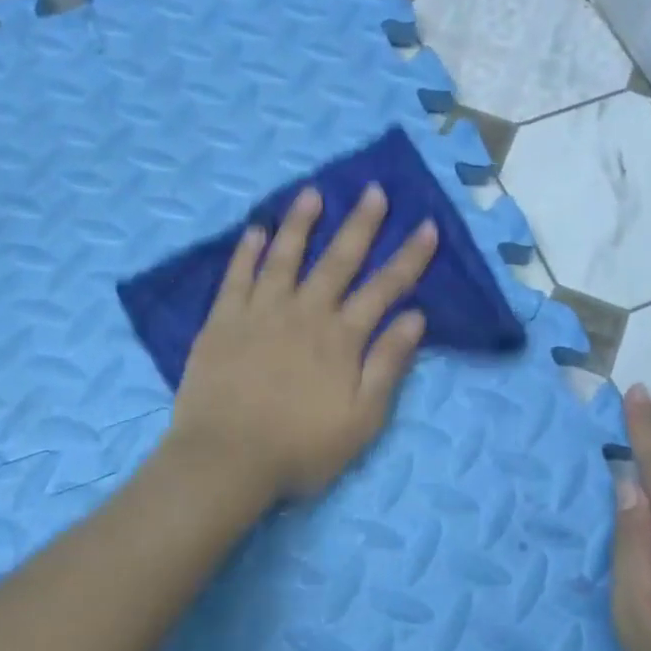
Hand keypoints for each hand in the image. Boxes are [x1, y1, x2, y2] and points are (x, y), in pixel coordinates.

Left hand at [170, 183, 438, 498]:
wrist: (226, 459)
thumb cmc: (301, 447)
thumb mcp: (362, 418)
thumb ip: (388, 364)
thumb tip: (416, 317)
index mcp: (342, 337)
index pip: (385, 288)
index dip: (409, 257)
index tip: (428, 226)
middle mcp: (304, 312)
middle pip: (337, 260)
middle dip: (360, 224)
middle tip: (373, 190)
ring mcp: (260, 312)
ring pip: (285, 256)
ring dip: (301, 223)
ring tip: (312, 193)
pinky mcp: (222, 321)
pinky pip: (237, 276)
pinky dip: (247, 251)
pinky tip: (255, 230)